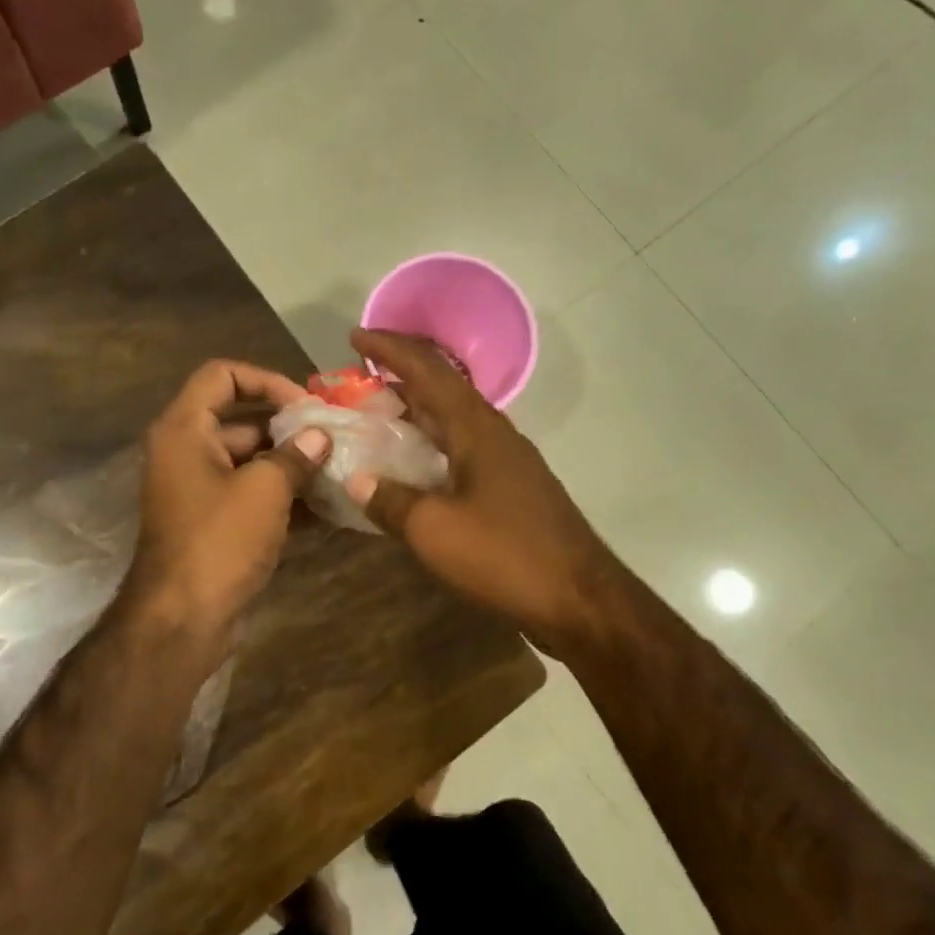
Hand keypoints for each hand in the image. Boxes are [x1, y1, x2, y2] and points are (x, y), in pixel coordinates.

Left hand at [126, 360, 330, 651]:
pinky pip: (251, 496)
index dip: (266, 379)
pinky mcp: (214, 524)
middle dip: (290, 429)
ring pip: (251, 462)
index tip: (305, 404)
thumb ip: (295, 456)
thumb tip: (320, 437)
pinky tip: (327, 508)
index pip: (222, 375)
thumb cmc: (219, 542)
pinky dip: (283, 498)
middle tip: (336, 439)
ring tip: (339, 471)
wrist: (182, 620)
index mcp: (185, 430)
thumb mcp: (264, 491)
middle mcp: (187, 452)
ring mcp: (200, 491)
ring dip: (292, 465)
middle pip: (242, 420)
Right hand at [346, 330, 622, 653]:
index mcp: (475, 429)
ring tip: (377, 415)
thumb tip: (356, 480)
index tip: (355, 335)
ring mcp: (506, 461)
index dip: (390, 349)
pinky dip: (430, 445)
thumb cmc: (505, 555)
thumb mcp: (435, 530)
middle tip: (358, 378)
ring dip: (416, 410)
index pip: (428, 371)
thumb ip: (391, 501)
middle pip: (442, 388)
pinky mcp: (511, 488)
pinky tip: (412, 466)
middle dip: (399, 375)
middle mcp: (493, 434)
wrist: (579, 598)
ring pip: (453, 420)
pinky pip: (461, 449)